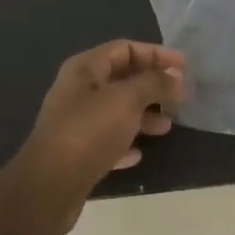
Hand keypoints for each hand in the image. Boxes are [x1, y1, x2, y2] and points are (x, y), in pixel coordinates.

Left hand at [21, 41, 186, 206]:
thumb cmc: (89, 131)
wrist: (49, 186)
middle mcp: (78, 91)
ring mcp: (76, 122)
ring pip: (117, 111)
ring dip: (144, 115)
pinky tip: (139, 153)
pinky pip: (108, 140)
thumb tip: (176, 76)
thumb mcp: (127, 99)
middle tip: (181, 97)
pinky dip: (126, 142)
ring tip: (167, 126)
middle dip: (153, 86)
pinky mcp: (77, 152)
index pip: (125, 49)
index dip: (156, 54)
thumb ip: (155, 83)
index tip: (185, 67)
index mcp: (85, 69)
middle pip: (122, 79)